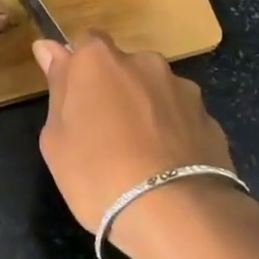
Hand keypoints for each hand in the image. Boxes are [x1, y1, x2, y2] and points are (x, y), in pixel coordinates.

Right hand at [32, 34, 258, 258]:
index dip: (79, 70)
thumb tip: (49, 47)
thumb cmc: (98, 174)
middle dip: (115, 90)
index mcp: (99, 60)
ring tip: (141, 158)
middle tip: (104, 135)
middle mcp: (144, 62)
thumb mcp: (56, 138)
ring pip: (155, 92)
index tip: (74, 101)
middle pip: (123, 67)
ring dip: (146, 111)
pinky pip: (181, 119)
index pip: (85, 43)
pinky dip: (172, 134)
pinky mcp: (209, 118)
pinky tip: (167, 170)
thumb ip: (57, 86)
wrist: (176, 214)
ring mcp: (182, 89)